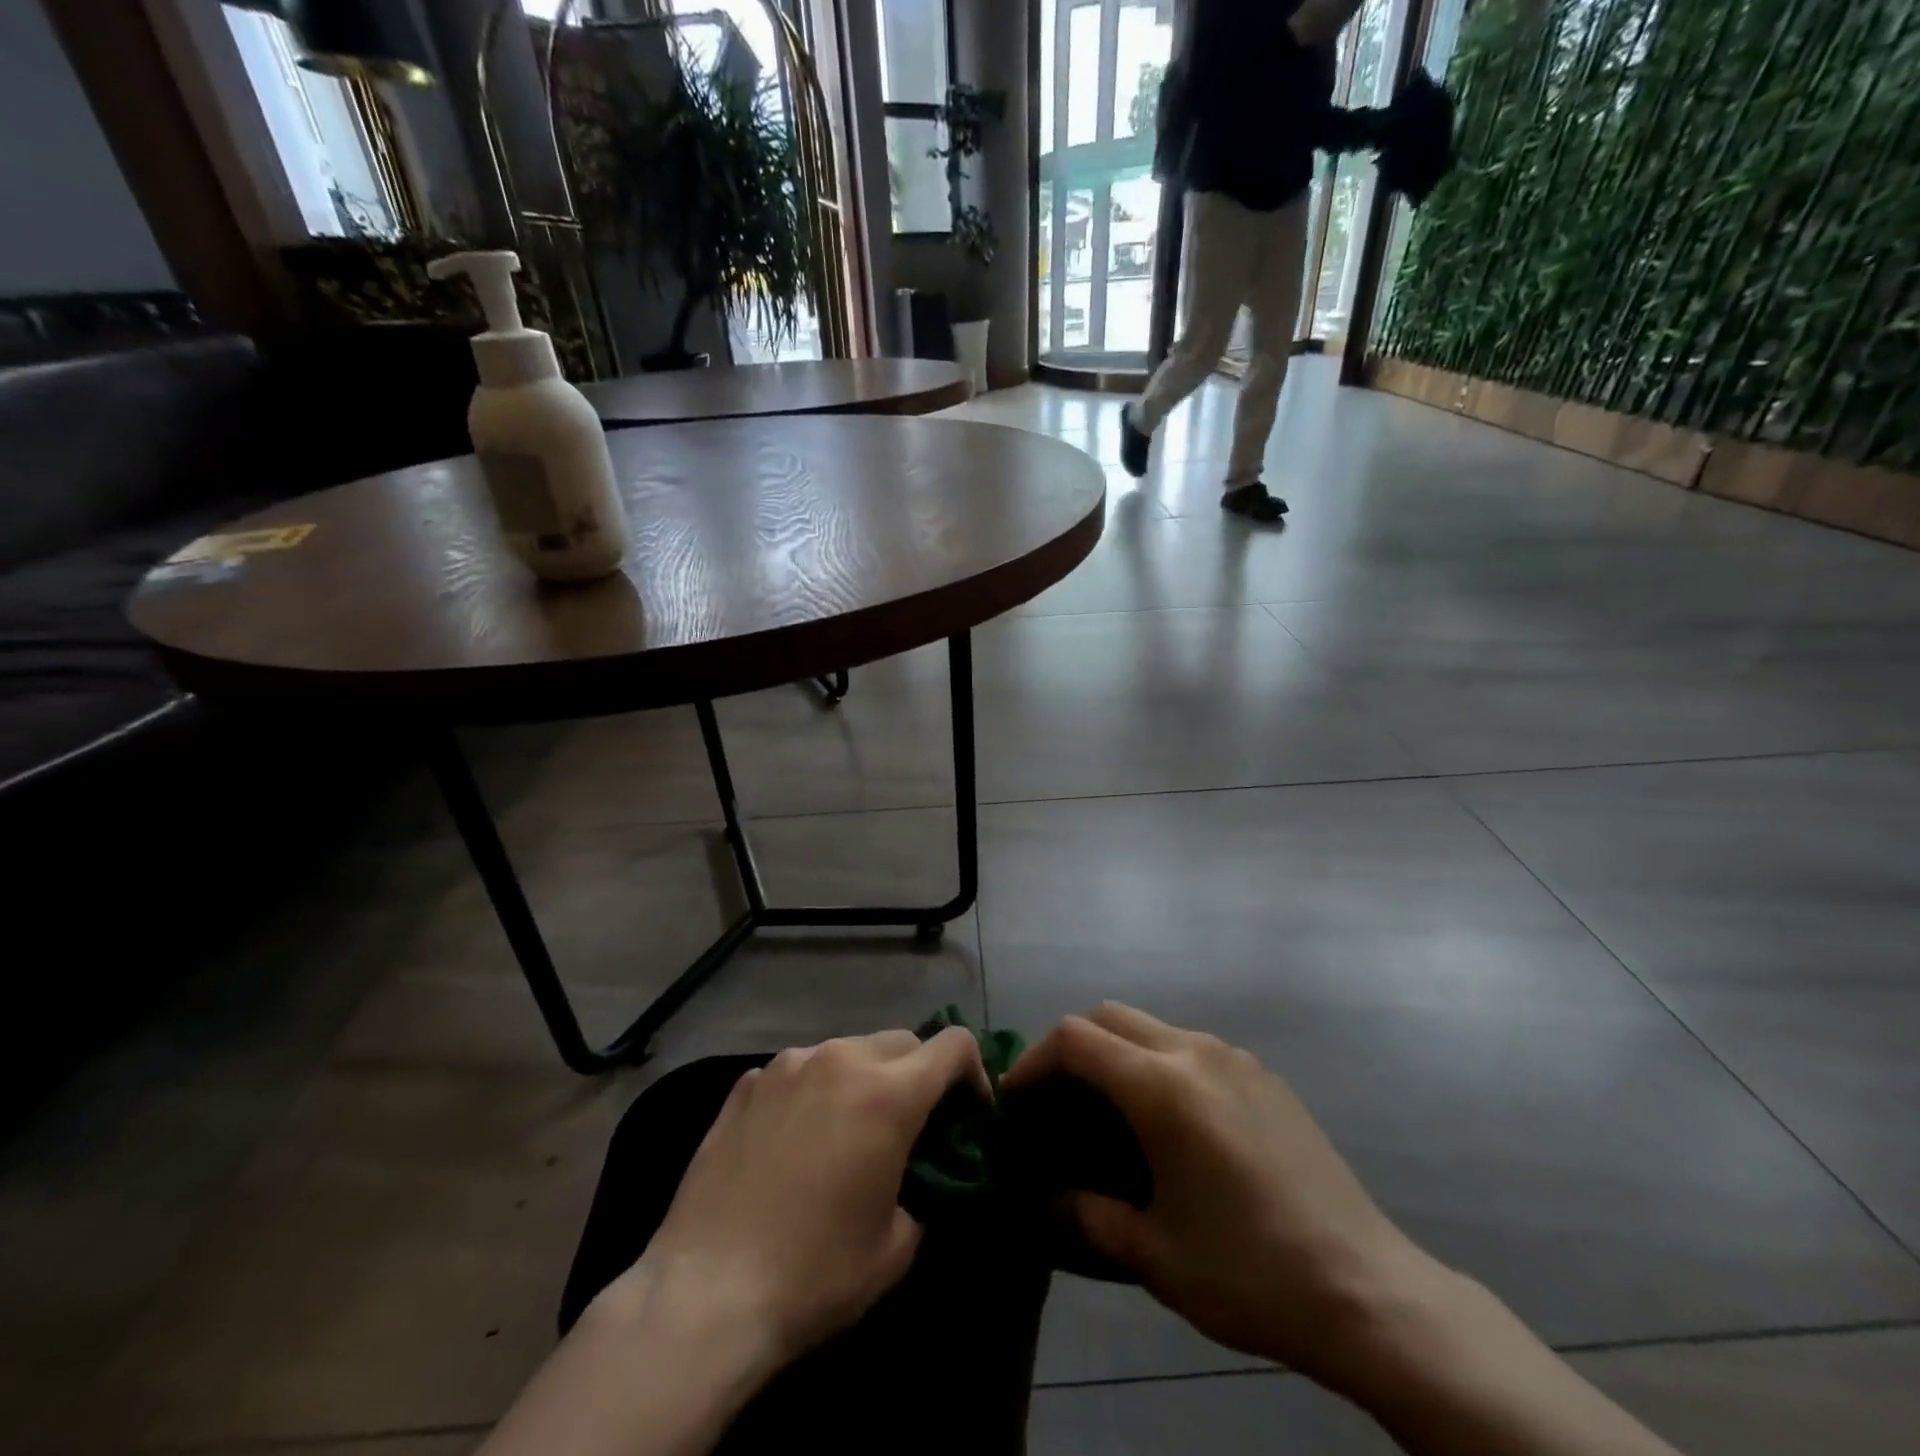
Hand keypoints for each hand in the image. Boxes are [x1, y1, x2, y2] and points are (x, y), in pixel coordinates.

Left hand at [632, 1027, 986, 1369]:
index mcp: (888, 1092)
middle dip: (919, 1074)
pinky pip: (799, 1071)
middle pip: (902, 1041)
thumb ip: (923, 1190)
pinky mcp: (746, 1083)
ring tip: (846, 1132)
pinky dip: (813, 1092)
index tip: (968, 1114)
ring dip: (863, 1079)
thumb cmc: (815, 1273)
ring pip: (848, 1050)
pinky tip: (794, 1141)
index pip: (953, 1045)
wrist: (705, 1293)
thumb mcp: (896, 1246)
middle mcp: (840, 1059)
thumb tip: (919, 1175)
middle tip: (910, 1127)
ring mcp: (788, 1065)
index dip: (973, 1073)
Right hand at [1004, 1004, 1438, 1386]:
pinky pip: (1192, 1047)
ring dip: (1117, 1054)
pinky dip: (1158, 1064)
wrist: (1368, 1291)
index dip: (1034, 1062)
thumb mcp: (1153, 1254)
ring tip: (1110, 1113)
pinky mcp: (1264, 1075)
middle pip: (1109, 1016)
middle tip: (1057, 1103)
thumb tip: (1044, 1197)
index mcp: (1161, 1086)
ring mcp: (1235, 1057)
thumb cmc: (1249, 1272)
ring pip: (1151, 1027)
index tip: (1016, 1103)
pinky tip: (1171, 1124)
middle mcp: (1194, 1051)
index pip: (1074, 1039)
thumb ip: (1086, 1214)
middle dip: (1071, 1049)